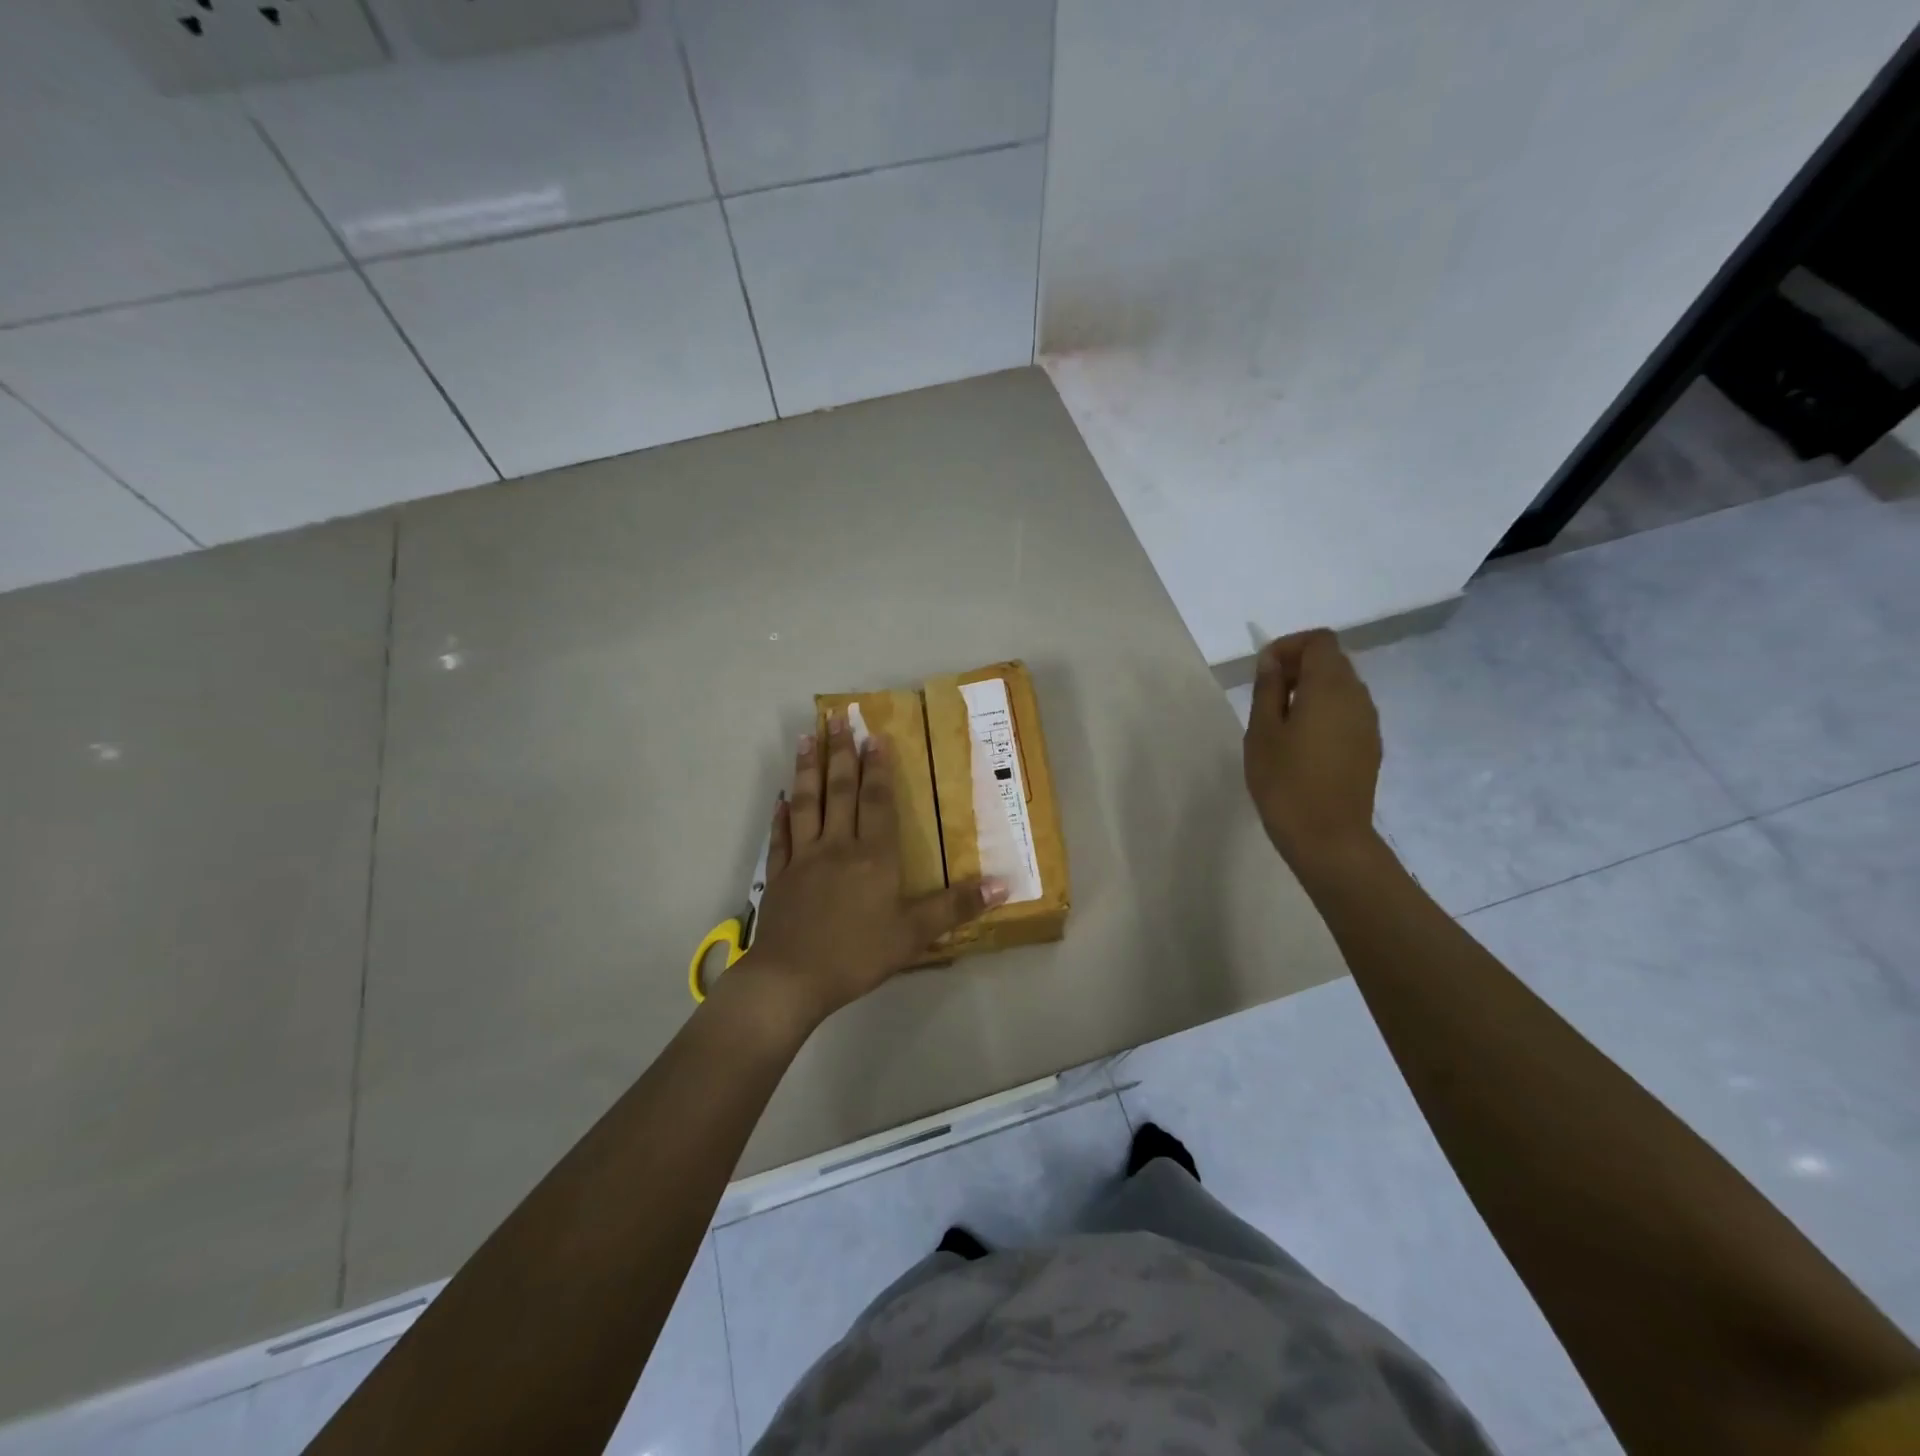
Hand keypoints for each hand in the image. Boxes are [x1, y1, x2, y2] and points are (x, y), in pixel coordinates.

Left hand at [737, 712, 1005, 1028]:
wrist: (792, 979)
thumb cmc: (858, 954)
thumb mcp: (915, 934)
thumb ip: (956, 906)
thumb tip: (1002, 884)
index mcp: (873, 856)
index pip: (877, 801)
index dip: (877, 767)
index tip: (873, 735)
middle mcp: (837, 846)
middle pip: (840, 791)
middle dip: (840, 752)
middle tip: (837, 717)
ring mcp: (803, 859)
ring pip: (807, 803)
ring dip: (808, 769)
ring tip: (807, 737)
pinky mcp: (778, 876)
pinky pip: (780, 837)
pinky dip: (782, 815)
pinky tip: (781, 798)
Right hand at [1244, 629, 1382, 868]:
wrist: (1328, 837)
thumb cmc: (1285, 781)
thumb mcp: (1262, 731)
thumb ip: (1267, 689)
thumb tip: (1271, 660)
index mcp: (1330, 686)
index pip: (1319, 640)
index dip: (1289, 646)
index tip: (1263, 672)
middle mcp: (1357, 696)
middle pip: (1332, 660)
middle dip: (1298, 667)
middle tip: (1266, 696)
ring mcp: (1369, 722)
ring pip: (1341, 687)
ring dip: (1312, 690)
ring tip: (1281, 721)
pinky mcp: (1370, 745)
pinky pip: (1347, 712)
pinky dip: (1325, 712)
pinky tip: (1302, 743)